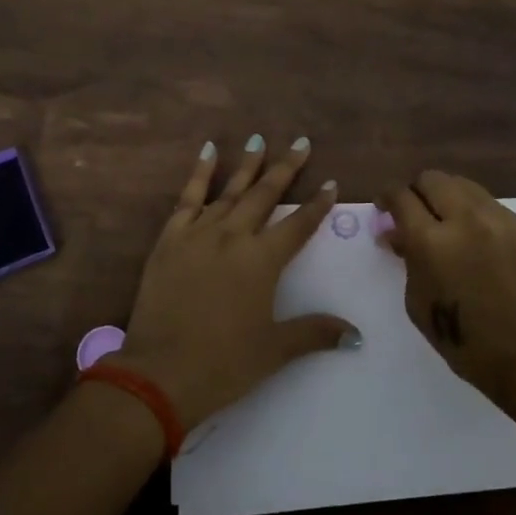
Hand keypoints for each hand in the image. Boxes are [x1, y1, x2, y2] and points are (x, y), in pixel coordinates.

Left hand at [115, 136, 353, 430]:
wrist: (159, 374)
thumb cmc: (223, 364)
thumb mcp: (274, 350)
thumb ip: (315, 333)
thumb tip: (356, 335)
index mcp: (262, 261)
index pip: (298, 225)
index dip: (318, 204)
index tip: (332, 182)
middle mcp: (234, 236)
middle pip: (265, 195)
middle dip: (286, 168)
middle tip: (301, 142)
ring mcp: (199, 234)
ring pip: (230, 191)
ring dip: (247, 165)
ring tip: (259, 139)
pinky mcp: (170, 239)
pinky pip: (188, 198)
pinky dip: (199, 173)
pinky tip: (208, 152)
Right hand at [378, 170, 515, 404]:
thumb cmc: (463, 339)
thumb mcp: (418, 302)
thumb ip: (407, 259)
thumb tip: (397, 234)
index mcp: (431, 241)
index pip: (401, 197)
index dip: (387, 197)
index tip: (384, 207)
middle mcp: (463, 218)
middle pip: (431, 179)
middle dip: (416, 191)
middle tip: (413, 212)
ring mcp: (496, 218)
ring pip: (461, 184)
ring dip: (445, 195)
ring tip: (443, 219)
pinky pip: (486, 202)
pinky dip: (471, 209)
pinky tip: (472, 234)